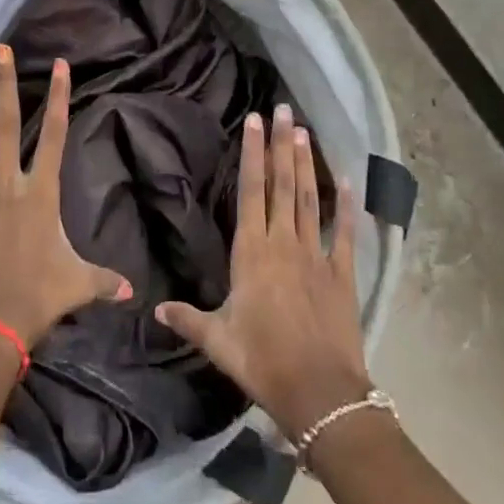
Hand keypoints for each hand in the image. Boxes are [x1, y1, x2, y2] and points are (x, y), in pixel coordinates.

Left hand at [0, 46, 132, 350]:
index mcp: (40, 193)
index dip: (59, 98)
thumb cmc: (38, 300)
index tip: (60, 65)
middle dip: (7, 86)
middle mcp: (6, 185)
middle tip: (2, 50)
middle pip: (7, 126)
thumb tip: (133, 291)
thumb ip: (105, 280)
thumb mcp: (78, 285)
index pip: (54, 135)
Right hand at [155, 105, 371, 441]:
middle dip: (281, 144)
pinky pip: (345, 233)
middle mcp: (283, 243)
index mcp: (252, 252)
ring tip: (304, 130)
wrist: (320, 393)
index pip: (250, 191)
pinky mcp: (342, 272)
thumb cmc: (262, 362)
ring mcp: (315, 255)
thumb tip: (156, 308)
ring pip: (308, 198)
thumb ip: (188, 319)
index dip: (252, 153)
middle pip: (281, 183)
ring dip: (306, 163)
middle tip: (283, 109)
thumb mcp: (218, 341)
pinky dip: (346, 206)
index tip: (254, 121)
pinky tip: (347, 180)